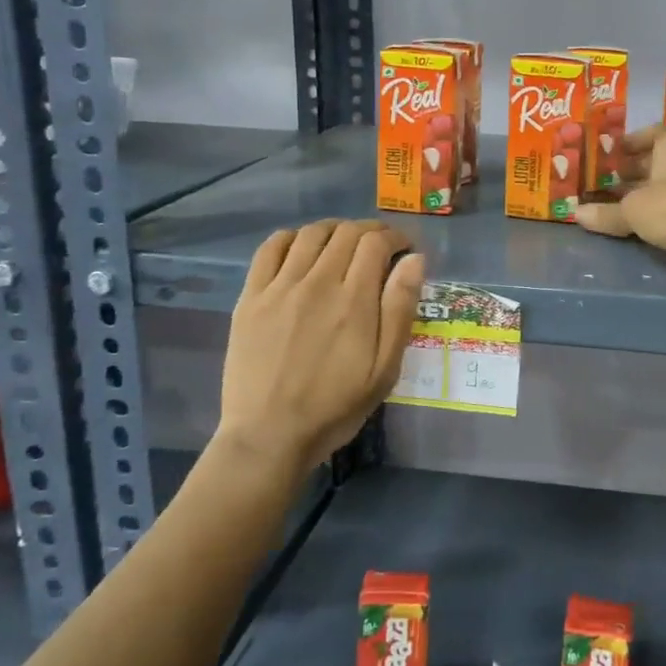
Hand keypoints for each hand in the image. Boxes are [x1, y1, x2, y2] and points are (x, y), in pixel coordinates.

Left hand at [216, 219, 424, 473]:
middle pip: (346, 232)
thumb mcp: (385, 368)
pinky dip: (292, 237)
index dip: (396, 237)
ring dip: (335, 229)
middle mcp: (317, 283)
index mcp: (354, 301)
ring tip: (345, 244)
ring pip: (311, 234)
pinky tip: (302, 249)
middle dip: (371, 231)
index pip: (376, 243)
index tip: (405, 250)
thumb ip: (400, 309)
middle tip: (381, 247)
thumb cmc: (336, 407)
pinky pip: (271, 248)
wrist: (269, 436)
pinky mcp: (251, 297)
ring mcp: (279, 288)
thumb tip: (414, 260)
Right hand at [575, 126, 665, 281]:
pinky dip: (654, 210)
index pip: (653, 132)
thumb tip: (577, 214)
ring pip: (663, 185)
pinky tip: (634, 222)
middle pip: (656, 160)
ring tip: (611, 203)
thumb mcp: (631, 209)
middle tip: (603, 180)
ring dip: (640, 193)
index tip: (611, 153)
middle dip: (630, 170)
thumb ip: (604, 212)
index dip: (631, 141)